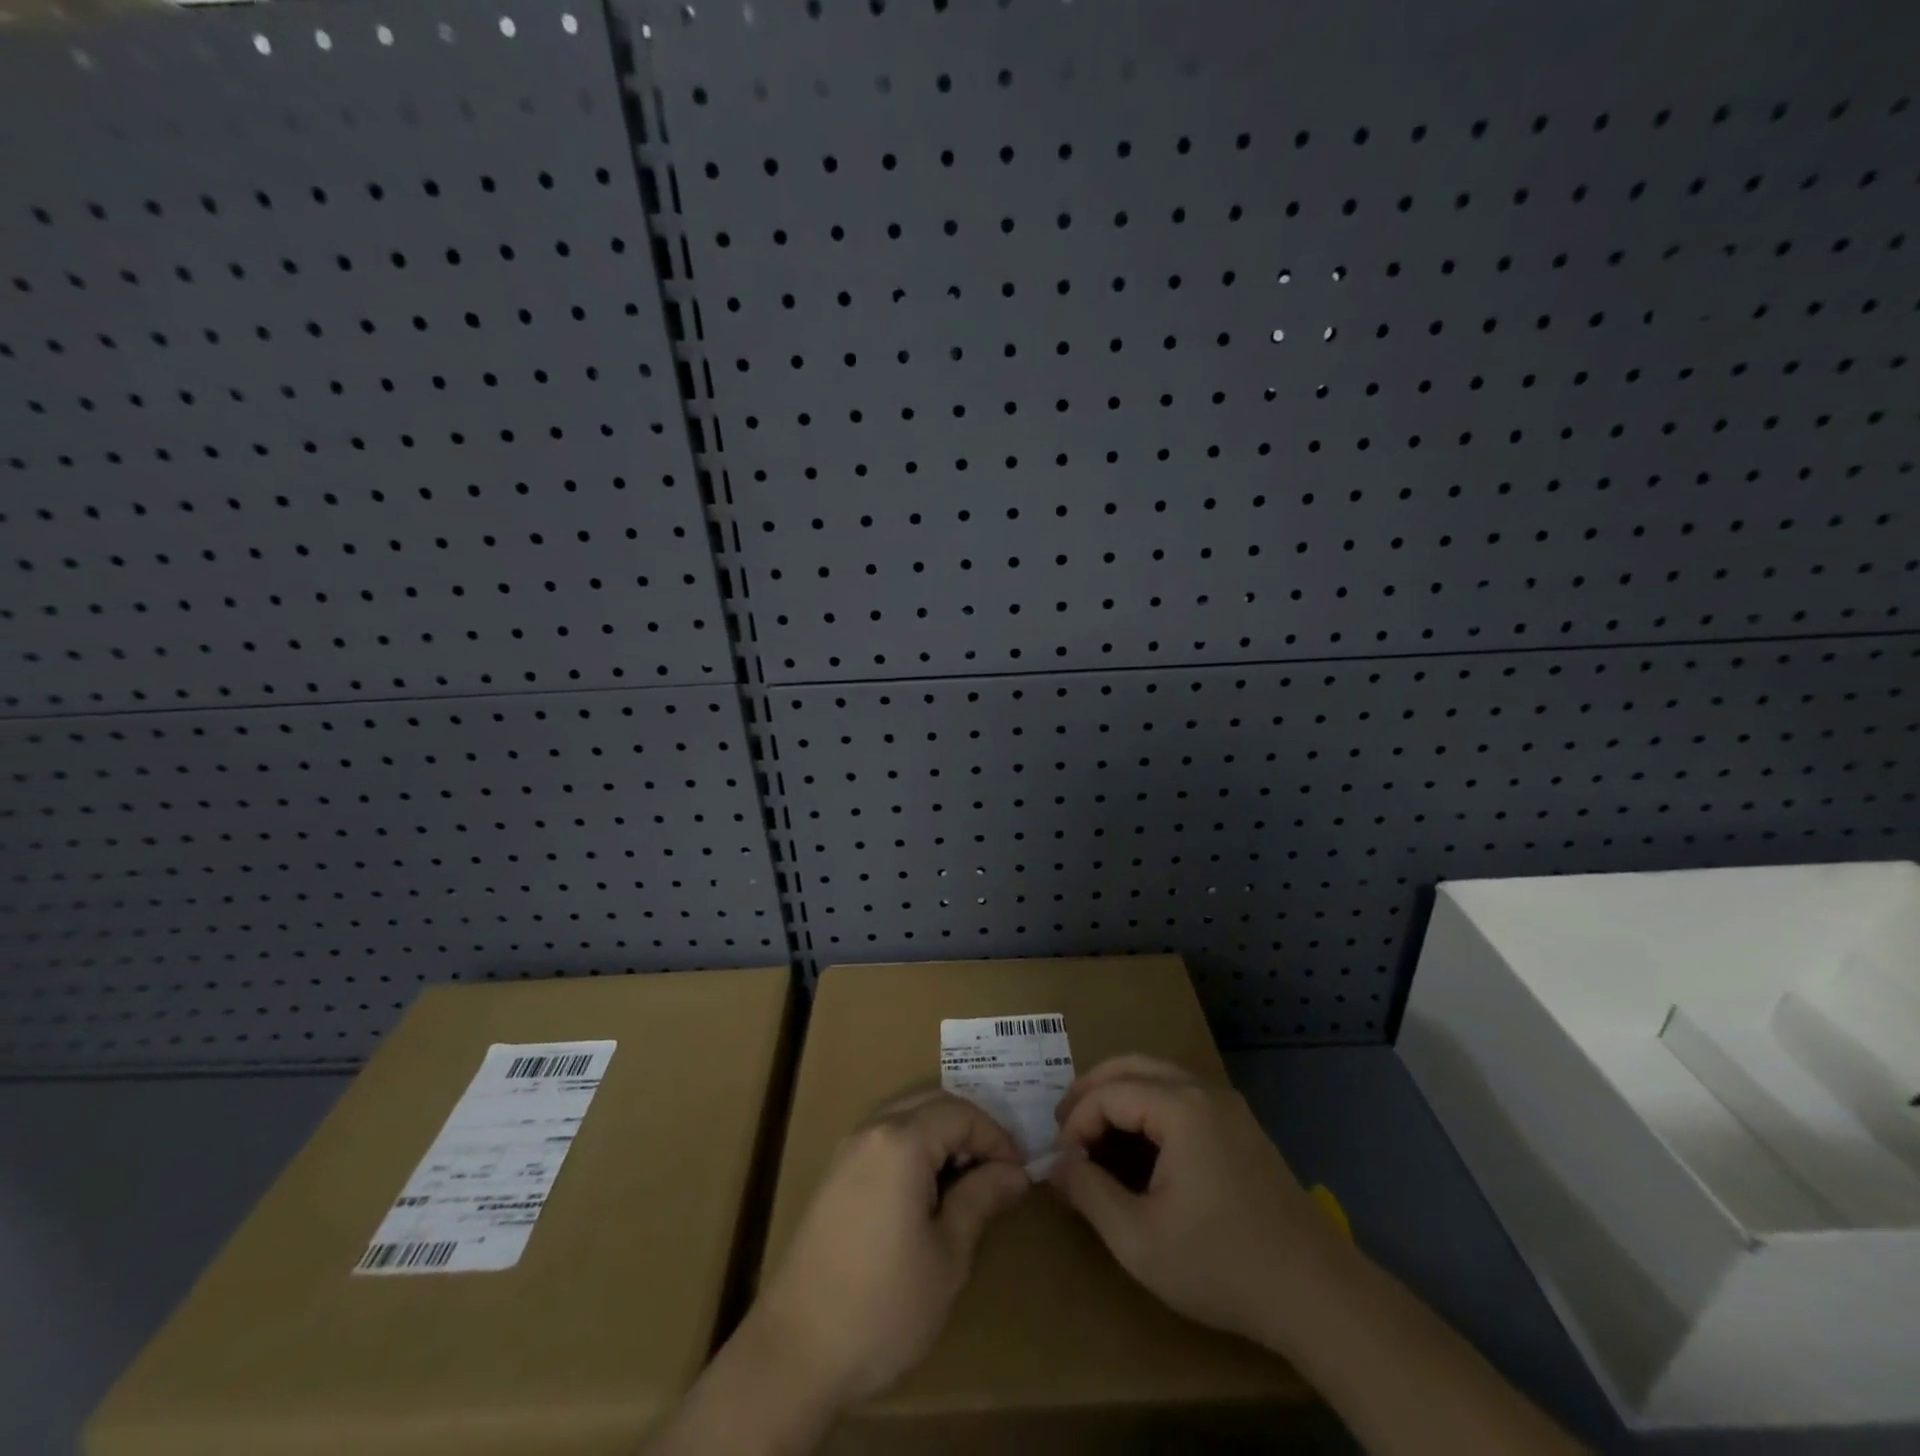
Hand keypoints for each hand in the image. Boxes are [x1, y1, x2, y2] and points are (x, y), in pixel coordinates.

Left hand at [751, 1088, 1029, 1409]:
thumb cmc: (883, 1305)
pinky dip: (914, 1149)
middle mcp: (872, 1130)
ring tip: (967, 1182)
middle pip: (931, 1102)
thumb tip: (1015, 1172)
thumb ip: (981, 1199)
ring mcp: (848, 1150)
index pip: (961, 1113)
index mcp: (901, 1142)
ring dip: (941, 1136)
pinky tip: (927, 1193)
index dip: (996, 1137)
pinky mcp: (835, 1175)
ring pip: (906, 1116)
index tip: (1020, 1173)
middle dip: (970, 1128)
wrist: (796, 1351)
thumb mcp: (947, 1256)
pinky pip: (884, 1138)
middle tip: (997, 1171)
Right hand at [1049, 1053, 1347, 1348]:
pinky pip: (1182, 1096)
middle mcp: (1204, 1091)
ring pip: (1158, 1076)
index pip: (1109, 1093)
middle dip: (1092, 1090)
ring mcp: (1228, 1106)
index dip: (1076, 1122)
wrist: (1318, 1295)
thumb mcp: (1139, 1240)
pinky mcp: (1242, 1127)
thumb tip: (1057, 1163)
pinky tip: (1140, 1145)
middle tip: (1065, 1126)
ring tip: (1094, 1133)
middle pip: (1132, 1065)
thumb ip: (1088, 1193)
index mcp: (1180, 1108)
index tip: (1060, 1161)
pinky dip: (1149, 1106)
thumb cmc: (1222, 1265)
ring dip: (1120, 1094)